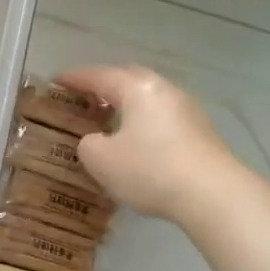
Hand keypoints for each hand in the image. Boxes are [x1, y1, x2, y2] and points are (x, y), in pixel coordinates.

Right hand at [59, 65, 239, 222]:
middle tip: (86, 98)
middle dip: (106, 86)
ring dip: (128, 107)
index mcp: (137, 88)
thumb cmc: (149, 169)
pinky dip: (144, 125)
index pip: (99, 76)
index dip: (75, 79)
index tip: (57, 82)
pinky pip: (163, 119)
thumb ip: (88, 144)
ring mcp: (188, 110)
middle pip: (130, 79)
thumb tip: (97, 140)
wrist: (212, 194)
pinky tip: (138, 143)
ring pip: (149, 100)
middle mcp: (165, 90)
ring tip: (110, 121)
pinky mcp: (201, 133)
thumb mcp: (100, 160)